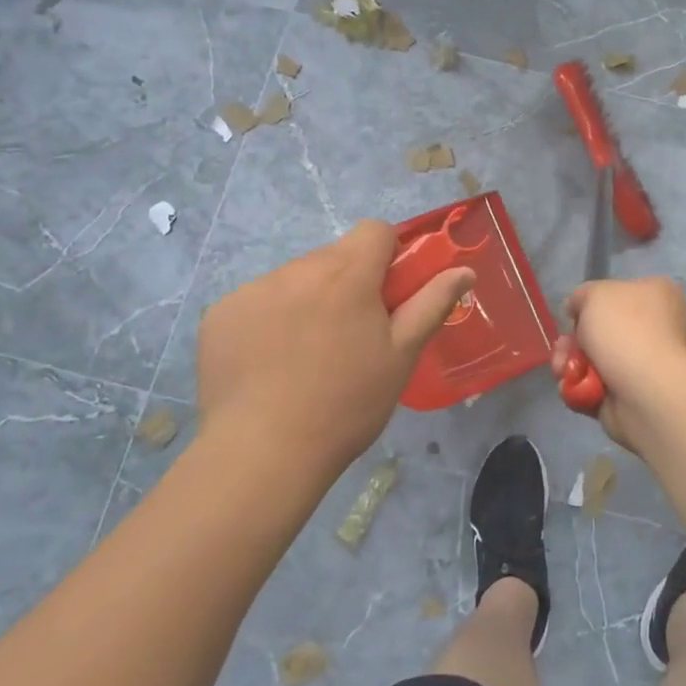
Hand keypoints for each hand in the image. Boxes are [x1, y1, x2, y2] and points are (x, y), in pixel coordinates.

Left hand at [197, 221, 473, 471]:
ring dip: (308, 298)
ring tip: (305, 354)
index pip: (374, 230)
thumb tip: (464, 270)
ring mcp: (254, 289)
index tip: (386, 293)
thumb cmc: (346, 405)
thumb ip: (432, 304)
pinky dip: (269, 318)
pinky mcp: (221, 313)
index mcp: (347, 275)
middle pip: (334, 255)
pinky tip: (268, 361)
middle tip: (349, 333)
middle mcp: (298, 269)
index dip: (387, 254)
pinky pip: (257, 300)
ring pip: (295, 277)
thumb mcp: (400, 357)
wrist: (262, 455)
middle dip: (347, 281)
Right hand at [549, 276, 685, 453]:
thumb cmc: (626, 330)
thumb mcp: (595, 294)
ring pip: (595, 359)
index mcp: (658, 295)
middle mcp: (656, 328)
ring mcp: (644, 365)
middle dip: (574, 340)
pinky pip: (595, 386)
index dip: (592, 302)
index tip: (574, 313)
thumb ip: (582, 295)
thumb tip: (577, 310)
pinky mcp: (631, 395)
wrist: (646, 392)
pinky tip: (571, 386)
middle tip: (563, 346)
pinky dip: (579, 387)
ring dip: (571, 363)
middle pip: (602, 329)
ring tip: (562, 369)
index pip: (620, 292)